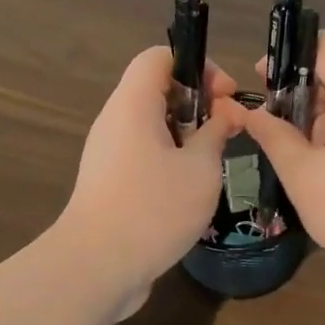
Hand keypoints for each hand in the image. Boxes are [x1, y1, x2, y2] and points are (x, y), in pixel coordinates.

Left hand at [58, 46, 245, 314]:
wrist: (96, 267)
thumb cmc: (153, 209)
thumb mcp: (200, 169)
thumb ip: (216, 133)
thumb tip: (225, 113)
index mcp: (132, 104)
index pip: (159, 57)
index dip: (197, 65)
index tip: (226, 96)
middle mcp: (115, 122)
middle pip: (157, 91)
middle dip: (198, 104)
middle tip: (228, 131)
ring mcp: (108, 154)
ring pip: (152, 127)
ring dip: (187, 137)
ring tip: (213, 163)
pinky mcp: (108, 183)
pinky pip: (143, 155)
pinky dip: (170, 160)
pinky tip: (191, 190)